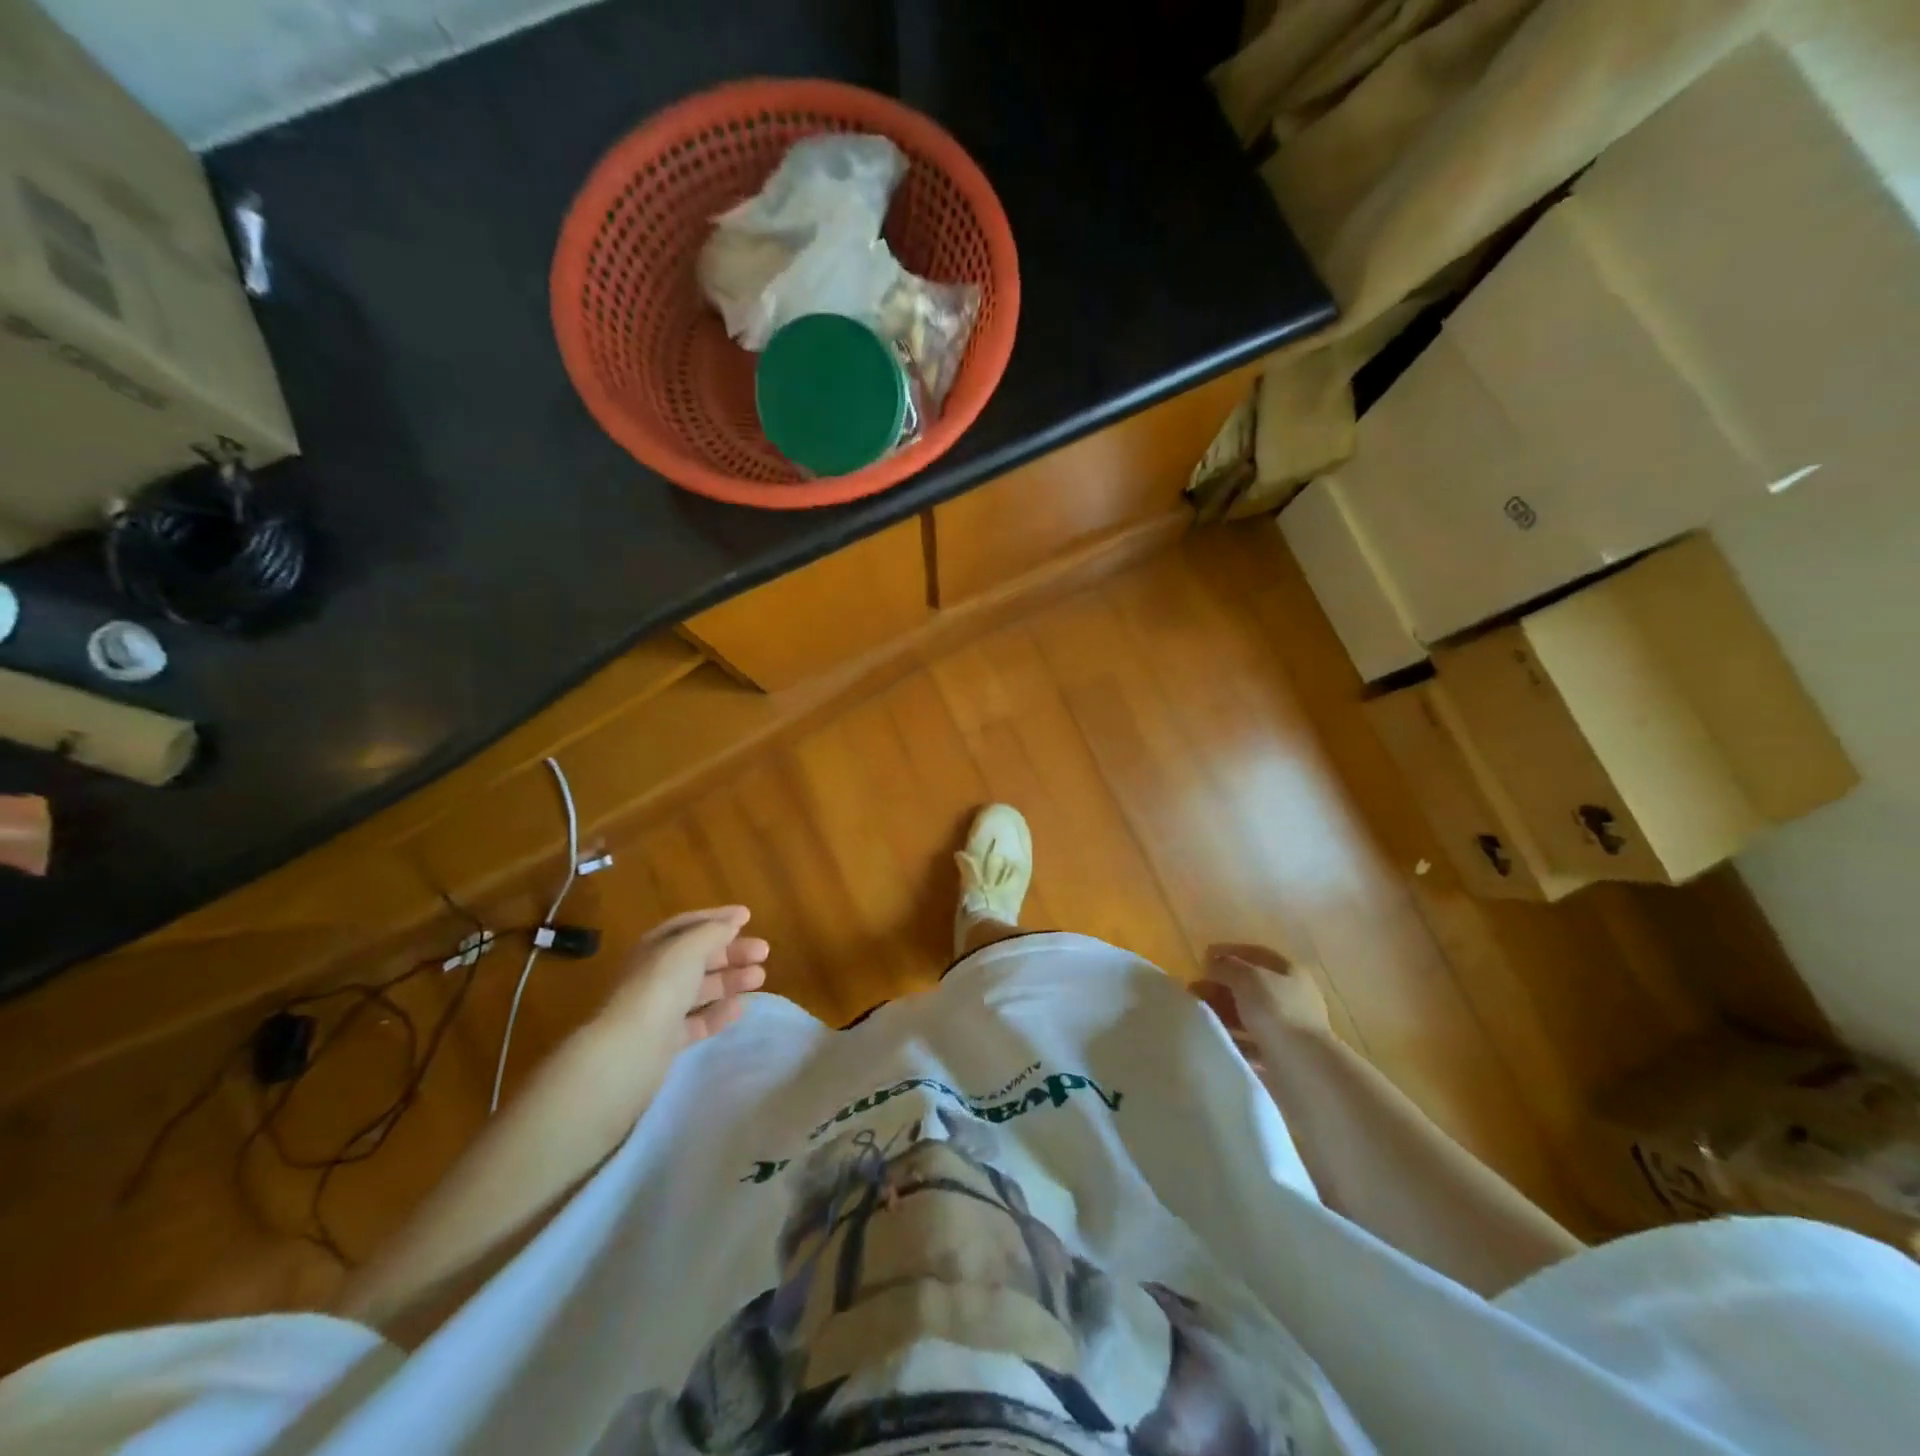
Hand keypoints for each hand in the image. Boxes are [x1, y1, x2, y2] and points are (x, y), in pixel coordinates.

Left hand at [601, 906, 769, 1047]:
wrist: (630, 1049)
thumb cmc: (660, 987)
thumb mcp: (689, 948)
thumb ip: (713, 932)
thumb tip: (732, 923)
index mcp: (656, 947)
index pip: (689, 925)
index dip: (718, 918)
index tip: (748, 917)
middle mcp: (656, 974)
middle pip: (700, 957)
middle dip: (732, 952)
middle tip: (764, 952)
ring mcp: (661, 1008)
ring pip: (702, 988)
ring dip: (731, 980)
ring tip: (760, 978)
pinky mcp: (667, 1039)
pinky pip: (698, 1021)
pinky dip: (719, 1013)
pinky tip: (739, 1009)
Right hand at [1196, 942, 1333, 1051]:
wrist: (1303, 1066)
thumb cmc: (1276, 1010)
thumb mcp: (1246, 978)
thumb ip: (1227, 967)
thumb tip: (1213, 964)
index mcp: (1290, 971)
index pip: (1256, 953)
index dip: (1229, 952)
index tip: (1203, 957)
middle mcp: (1294, 996)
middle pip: (1252, 985)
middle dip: (1222, 986)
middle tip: (1195, 990)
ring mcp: (1290, 1026)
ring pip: (1250, 1013)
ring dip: (1225, 1012)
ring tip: (1201, 1016)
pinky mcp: (1283, 1053)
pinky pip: (1252, 1039)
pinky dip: (1234, 1037)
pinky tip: (1217, 1038)